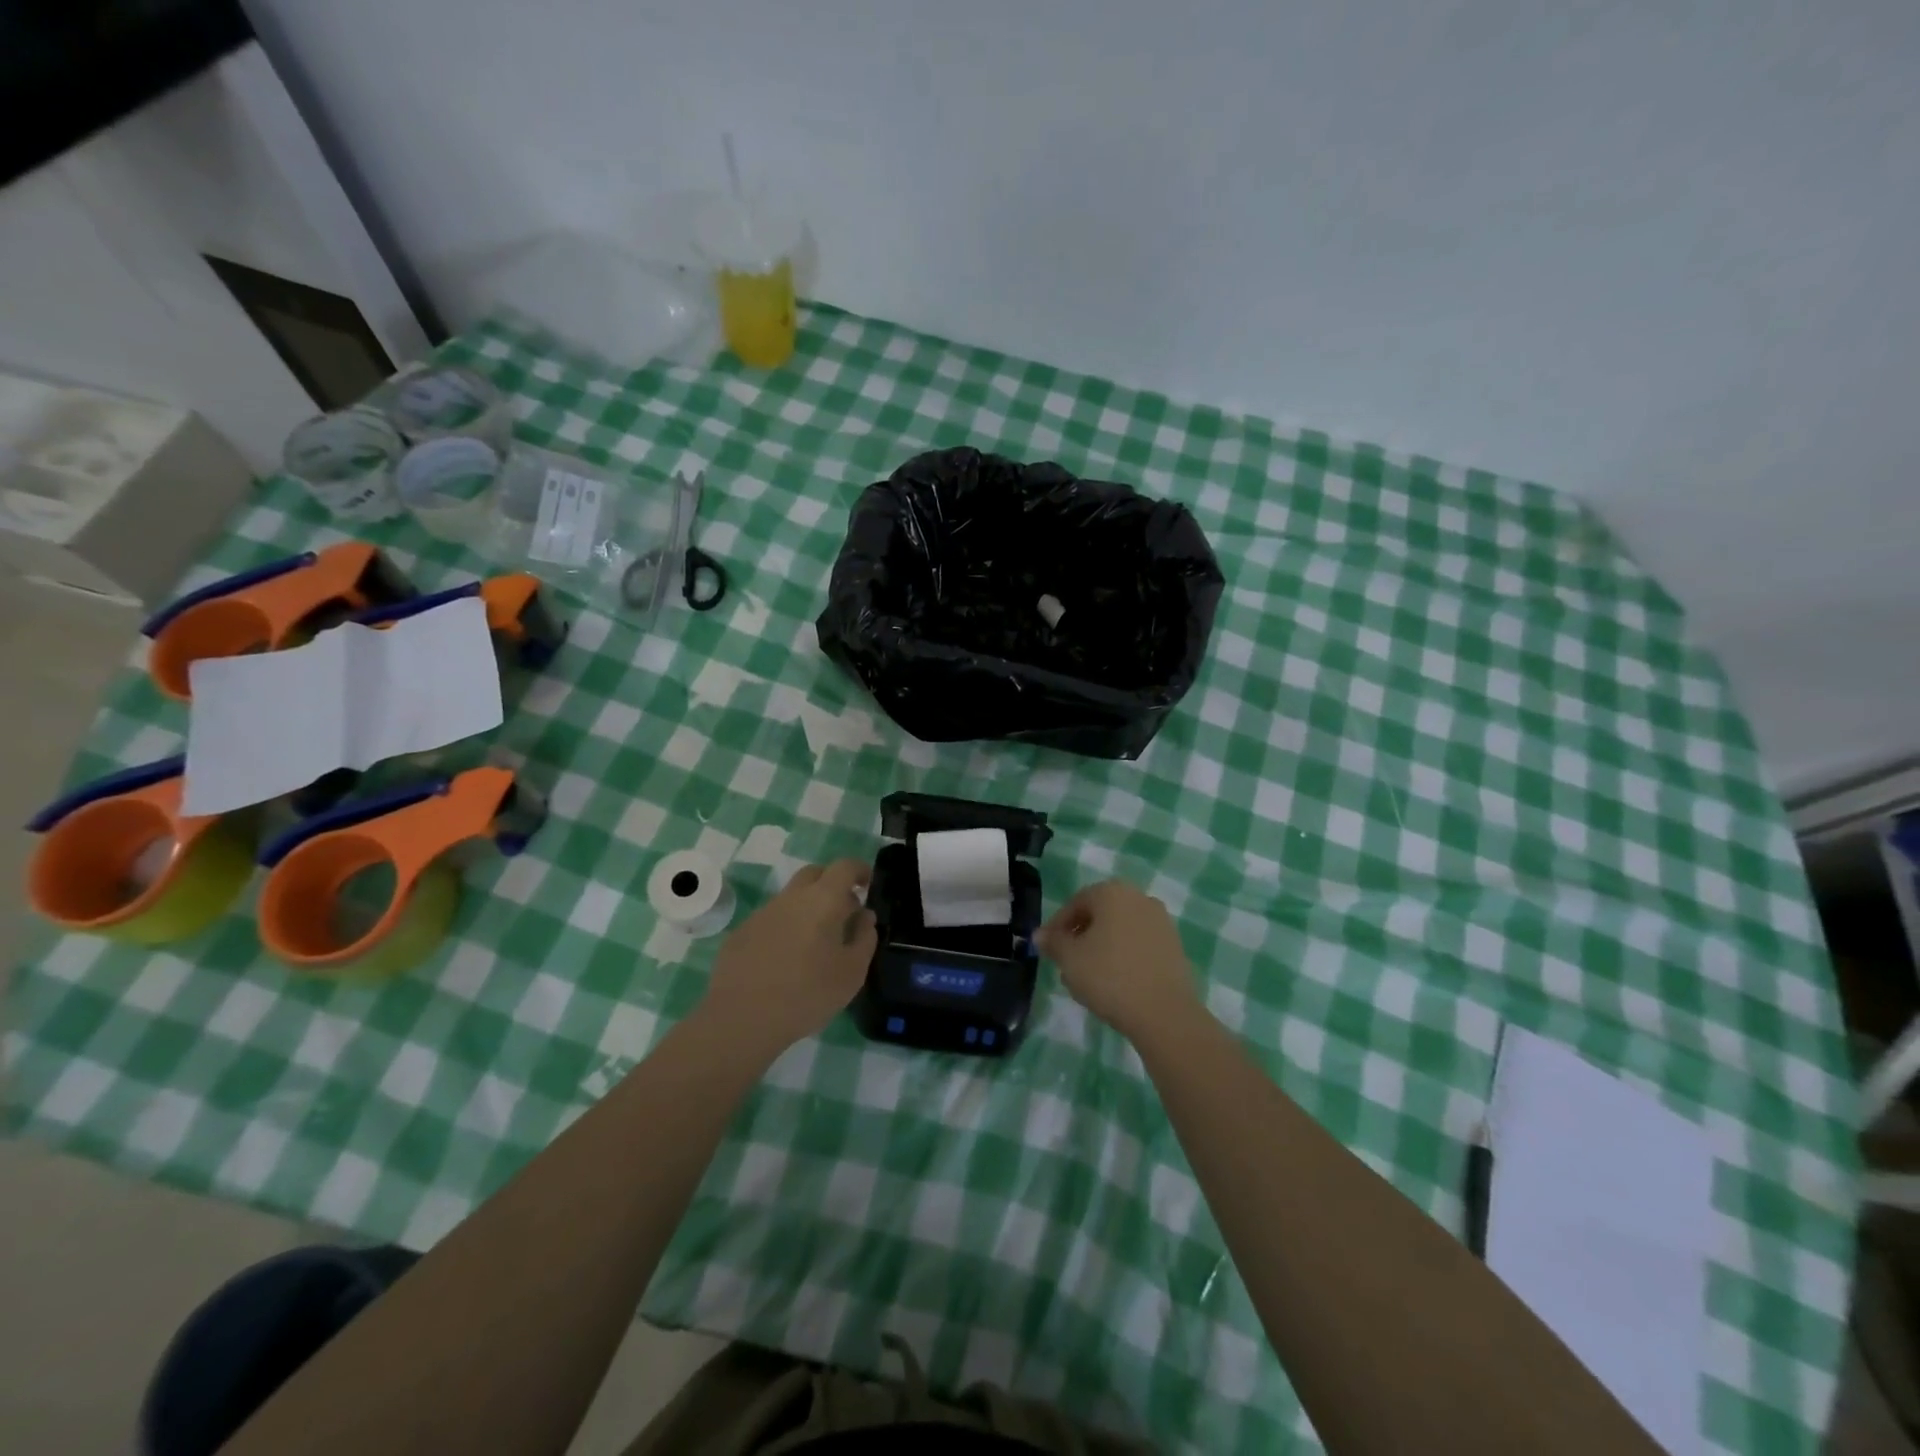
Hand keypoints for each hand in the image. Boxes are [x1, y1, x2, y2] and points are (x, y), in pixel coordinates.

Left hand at [696, 859, 877, 1061]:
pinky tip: (786, 959)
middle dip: (833, 884)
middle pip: (815, 874)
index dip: (860, 870)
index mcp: (823, 900)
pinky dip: (786, 927)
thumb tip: (864, 916)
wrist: (742, 1018)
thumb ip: (865, 938)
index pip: (845, 867)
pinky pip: (772, 919)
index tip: (868, 885)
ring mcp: (763, 912)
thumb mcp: (852, 972)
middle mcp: (791, 897)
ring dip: (808, 908)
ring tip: (816, 942)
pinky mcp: (742, 932)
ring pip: (792, 897)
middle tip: (844, 911)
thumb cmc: (807, 994)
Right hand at [1037, 879, 1199, 1040]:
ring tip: (1089, 978)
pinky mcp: (1174, 945)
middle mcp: (1139, 898)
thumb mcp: (1070, 959)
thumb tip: (1040, 935)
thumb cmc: (1109, 976)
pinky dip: (1123, 956)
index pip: (1075, 903)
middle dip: (1080, 937)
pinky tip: (1115, 982)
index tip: (1048, 950)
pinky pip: (1139, 944)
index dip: (1057, 927)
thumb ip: (1053, 942)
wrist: (1165, 1013)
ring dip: (1101, 947)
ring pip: (1119, 930)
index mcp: (1112, 892)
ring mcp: (1161, 921)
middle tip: (1067, 963)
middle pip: (1099, 914)